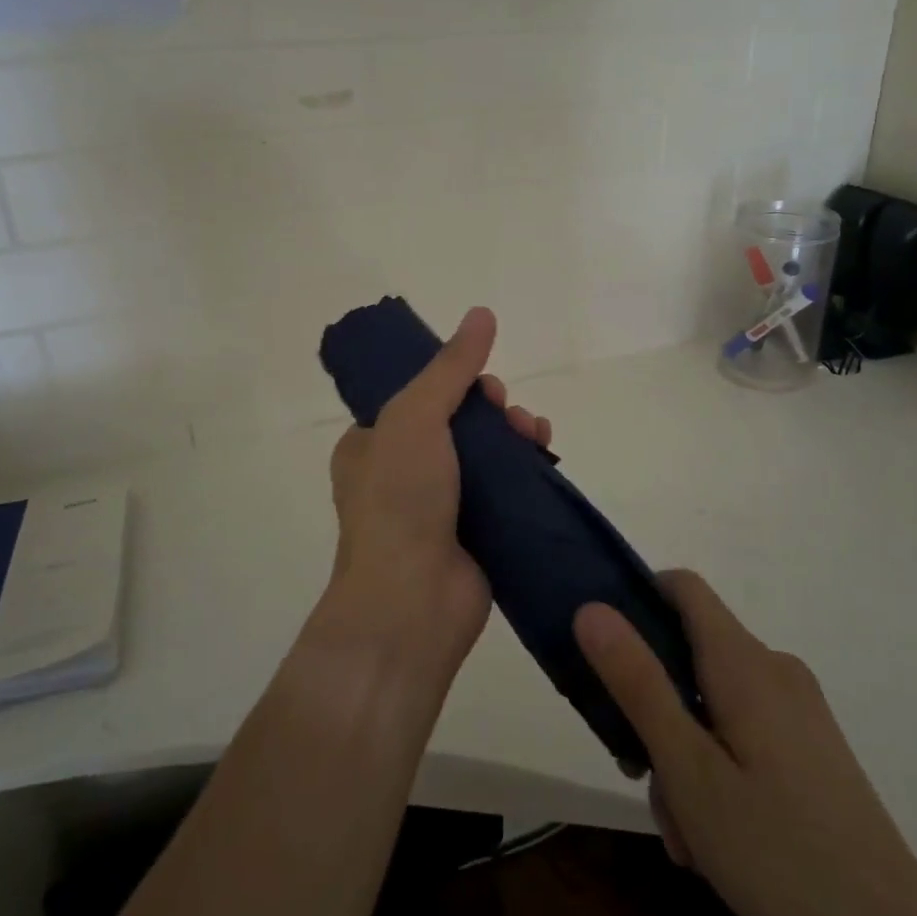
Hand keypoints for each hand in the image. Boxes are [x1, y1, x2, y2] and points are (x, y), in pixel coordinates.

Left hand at [325, 307, 551, 675]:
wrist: (412, 603)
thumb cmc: (399, 500)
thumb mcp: (415, 417)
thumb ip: (450, 367)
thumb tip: (482, 313)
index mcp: (371, 445)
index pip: (414, 397)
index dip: (450, 381)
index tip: (479, 381)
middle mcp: (402, 473)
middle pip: (456, 423)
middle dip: (489, 408)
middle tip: (506, 409)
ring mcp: (440, 506)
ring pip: (485, 455)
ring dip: (513, 434)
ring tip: (534, 430)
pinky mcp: (476, 533)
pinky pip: (504, 490)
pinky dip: (525, 469)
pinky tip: (545, 454)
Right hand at [573, 572, 916, 915]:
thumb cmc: (777, 848)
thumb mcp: (687, 768)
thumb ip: (637, 682)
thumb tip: (591, 608)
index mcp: (743, 662)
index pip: (683, 587)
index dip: (637, 599)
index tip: (606, 651)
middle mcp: (774, 670)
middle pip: (690, 654)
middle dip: (655, 707)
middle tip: (643, 776)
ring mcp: (798, 709)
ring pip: (713, 703)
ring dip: (684, 753)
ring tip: (687, 831)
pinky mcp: (812, 746)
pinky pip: (744, 732)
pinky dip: (718, 768)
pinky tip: (718, 837)